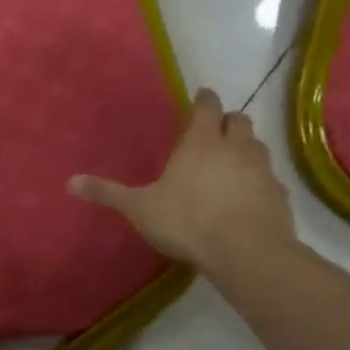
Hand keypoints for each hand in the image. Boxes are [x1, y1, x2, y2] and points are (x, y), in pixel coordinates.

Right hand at [68, 88, 295, 277]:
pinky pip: (270, 178)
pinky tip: (248, 196)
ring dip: (245, 147)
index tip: (201, 98)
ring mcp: (263, 169)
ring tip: (231, 162)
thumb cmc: (188, 222)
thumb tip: (69, 183)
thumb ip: (108, 193)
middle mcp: (236, 147)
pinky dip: (259, 180)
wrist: (247, 252)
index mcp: (202, 142)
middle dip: (227, 122)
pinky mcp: (280, 195)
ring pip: (258, 146)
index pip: (208, 106)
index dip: (204, 99)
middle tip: (214, 132)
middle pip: (238, 120)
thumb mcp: (140, 209)